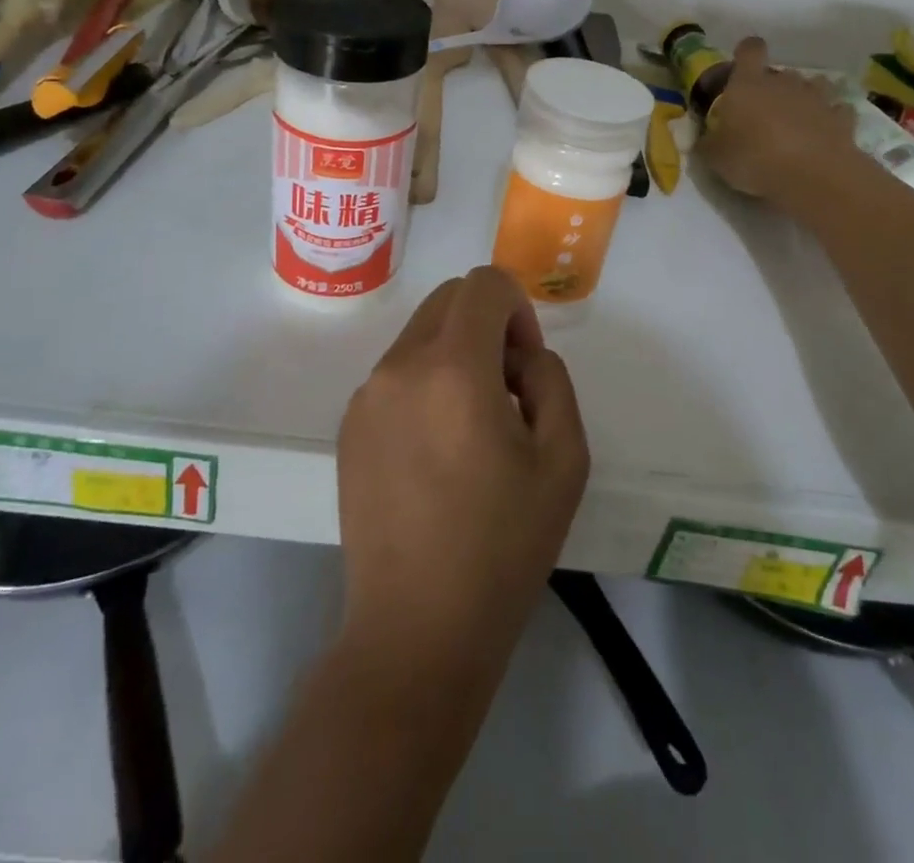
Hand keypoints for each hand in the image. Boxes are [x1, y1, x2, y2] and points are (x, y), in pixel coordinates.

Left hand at [337, 266, 589, 676]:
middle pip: (449, 300)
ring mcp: (366, 396)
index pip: (484, 284)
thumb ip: (551, 380)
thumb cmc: (502, 546)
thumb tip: (520, 357)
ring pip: (421, 336)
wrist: (417, 629)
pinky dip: (425, 384)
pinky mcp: (348, 426)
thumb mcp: (564, 458)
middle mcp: (400, 366)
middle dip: (487, 325)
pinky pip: (396, 374)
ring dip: (455, 355)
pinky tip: (436, 453)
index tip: (524, 366)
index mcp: (453, 367)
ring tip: (472, 429)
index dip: (517, 309)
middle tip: (507, 392)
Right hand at [699, 36, 858, 204]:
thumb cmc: (754, 158)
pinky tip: (822, 135)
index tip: (741, 66)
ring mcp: (816, 98)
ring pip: (812, 85)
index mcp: (748, 85)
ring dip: (803, 98)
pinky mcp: (841, 118)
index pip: (749, 50)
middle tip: (762, 113)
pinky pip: (835, 111)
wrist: (813, 175)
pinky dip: (829, 119)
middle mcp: (783, 83)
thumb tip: (702, 140)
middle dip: (772, 87)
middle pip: (779, 72)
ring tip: (795, 121)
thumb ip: (707, 144)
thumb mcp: (715, 157)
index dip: (746, 53)